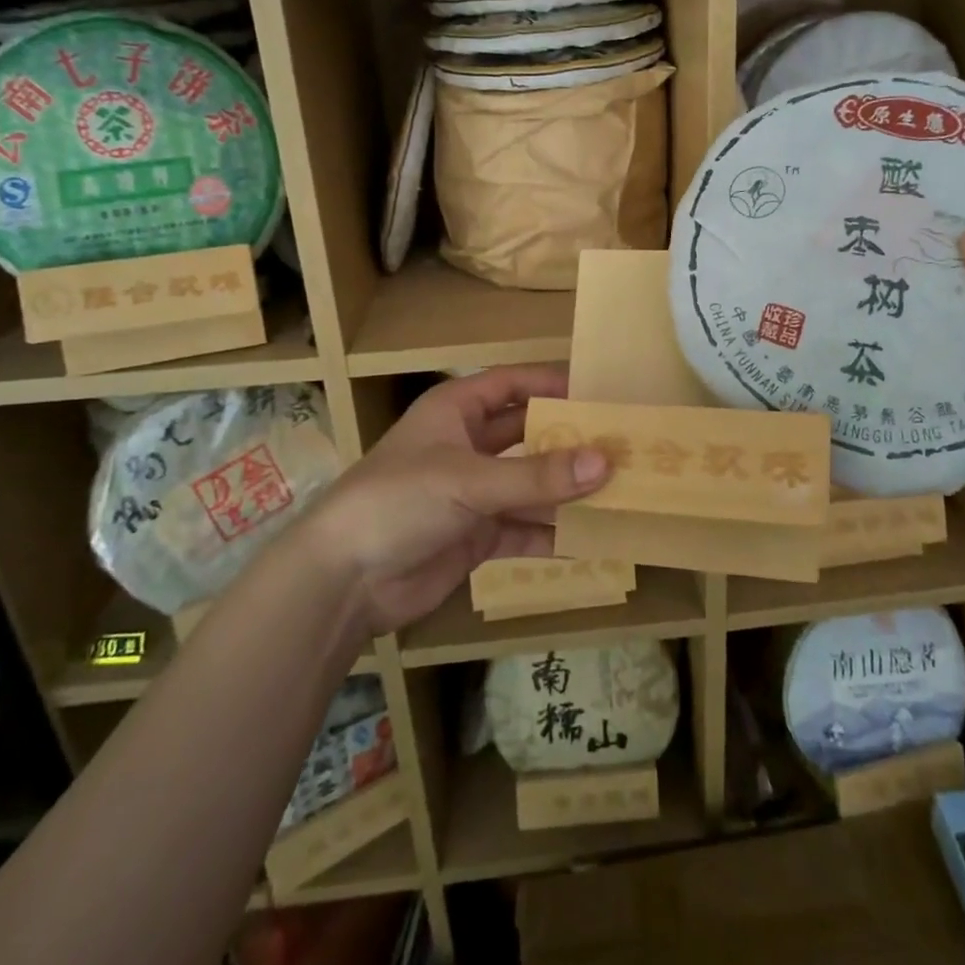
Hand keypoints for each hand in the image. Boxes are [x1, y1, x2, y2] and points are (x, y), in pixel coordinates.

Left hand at [299, 366, 610, 636]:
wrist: (344, 581)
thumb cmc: (399, 501)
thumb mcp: (470, 480)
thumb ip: (538, 475)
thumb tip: (606, 461)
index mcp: (455, 411)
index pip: (512, 384)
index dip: (552, 383)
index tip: (599, 392)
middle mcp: (467, 446)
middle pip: (528, 434)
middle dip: (569, 441)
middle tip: (621, 444)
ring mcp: (473, 493)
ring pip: (531, 484)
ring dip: (568, 491)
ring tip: (620, 492)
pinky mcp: (476, 536)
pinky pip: (524, 528)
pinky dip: (553, 533)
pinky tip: (592, 539)